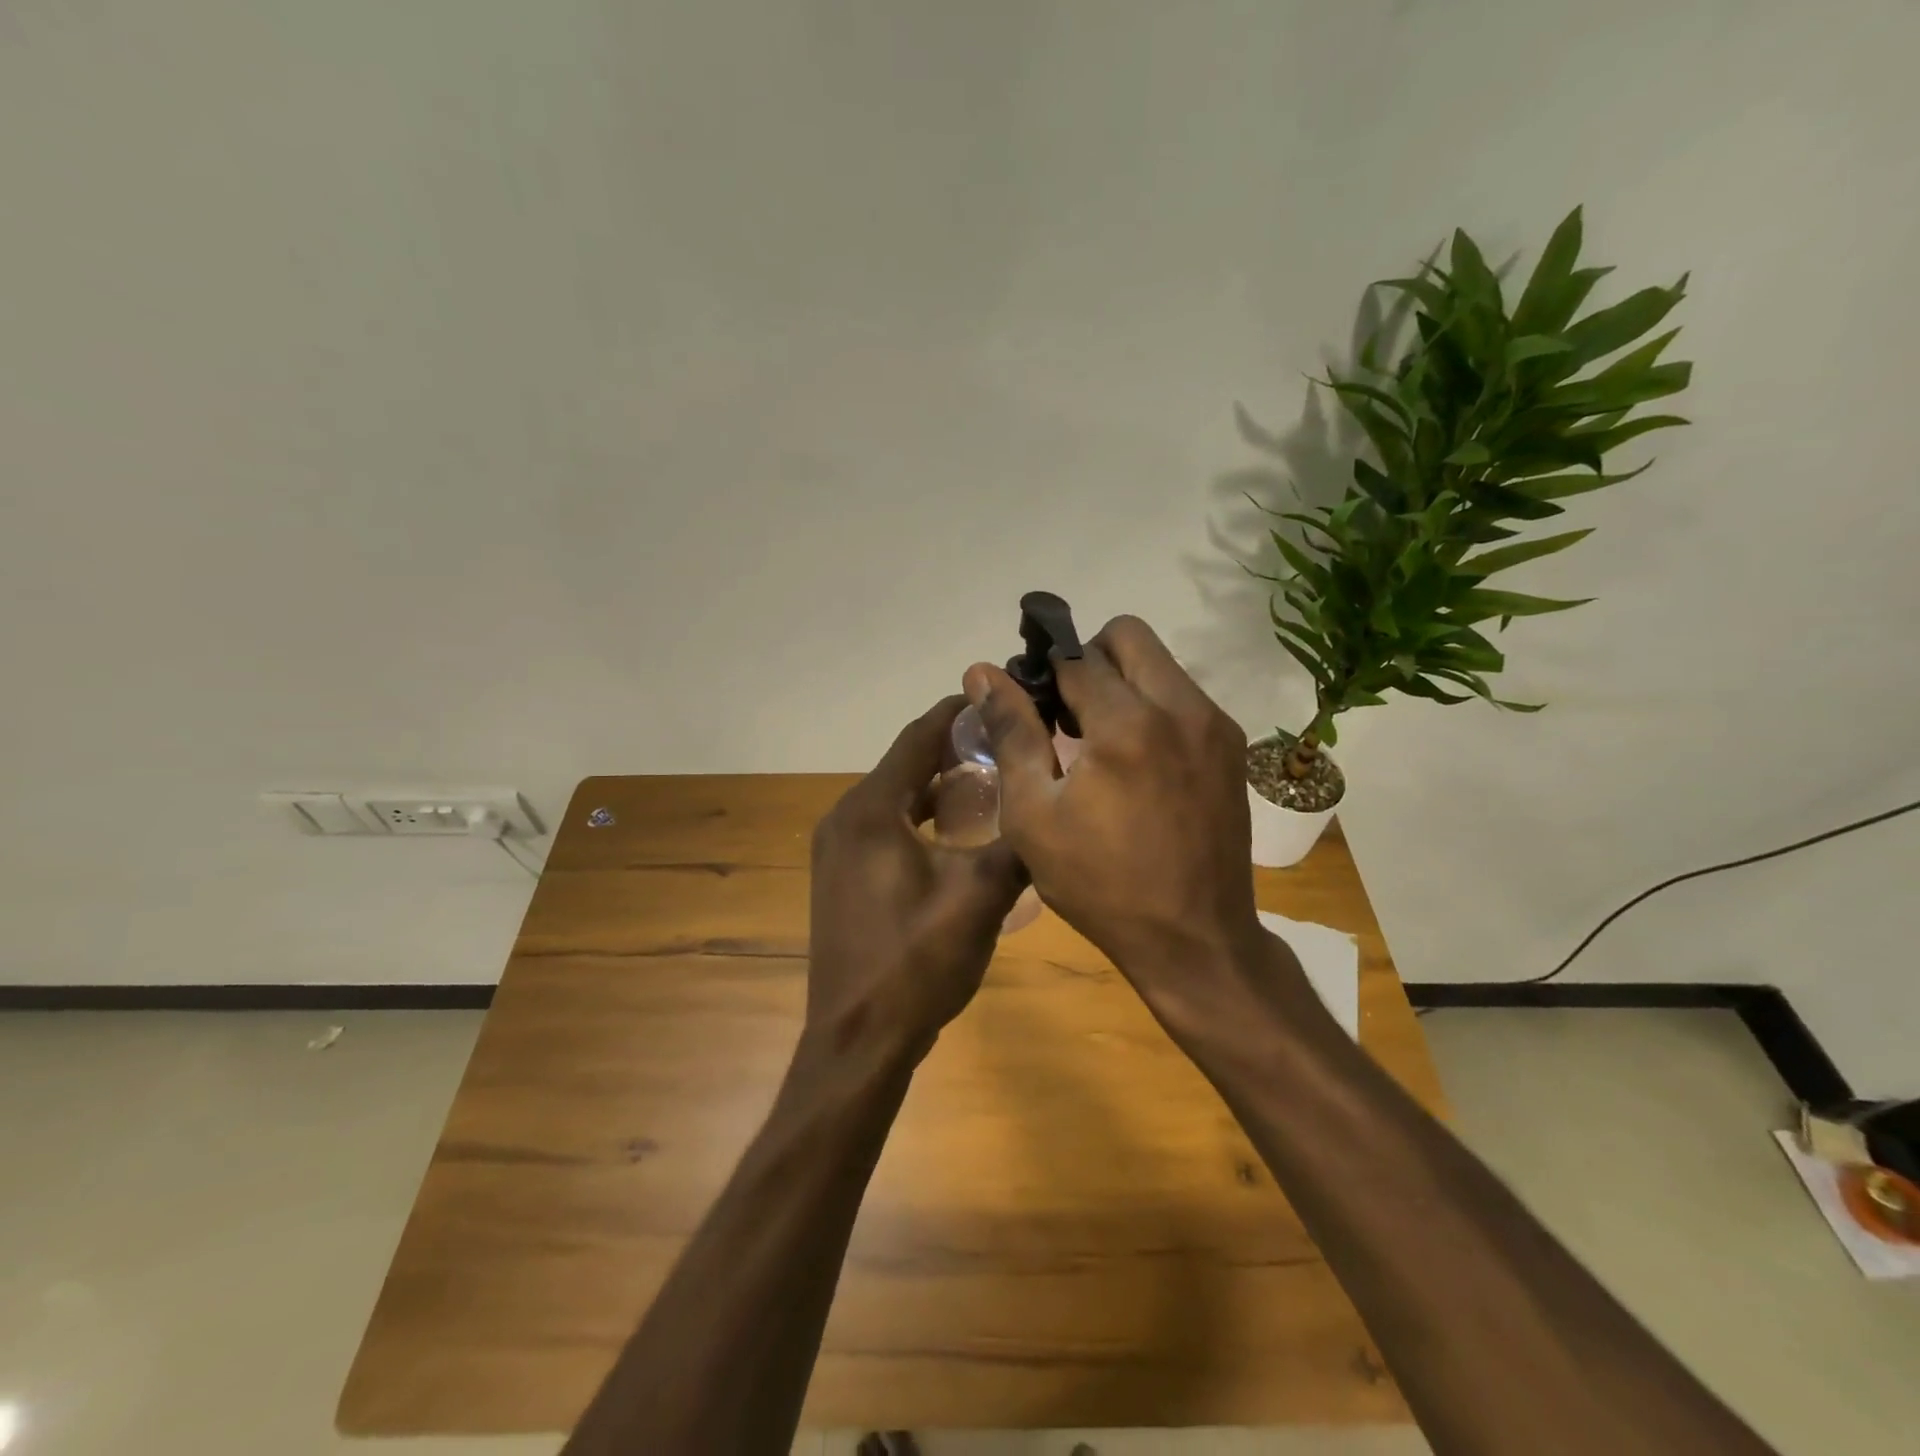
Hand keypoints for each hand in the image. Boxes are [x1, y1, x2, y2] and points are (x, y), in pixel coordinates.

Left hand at [806, 695, 1027, 1059]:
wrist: (858, 1041)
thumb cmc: (915, 964)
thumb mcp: (979, 899)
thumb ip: (1018, 847)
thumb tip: (1053, 810)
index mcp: (870, 810)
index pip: (917, 737)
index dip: (959, 712)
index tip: (1001, 696)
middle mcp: (845, 818)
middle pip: (906, 764)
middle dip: (956, 748)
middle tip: (1010, 743)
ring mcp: (838, 849)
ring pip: (897, 797)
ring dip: (940, 785)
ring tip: (995, 782)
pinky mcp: (843, 875)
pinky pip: (887, 826)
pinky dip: (922, 817)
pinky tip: (961, 832)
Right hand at [964, 616, 1268, 1017]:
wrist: (1195, 938)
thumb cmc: (1101, 884)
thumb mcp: (1035, 815)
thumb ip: (1012, 733)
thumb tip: (983, 672)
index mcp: (1127, 724)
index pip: (1075, 657)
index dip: (1042, 672)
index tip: (1030, 703)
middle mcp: (1181, 708)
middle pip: (1128, 635)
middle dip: (1089, 659)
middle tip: (1067, 712)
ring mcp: (1215, 725)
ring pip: (1160, 664)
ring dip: (1123, 683)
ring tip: (1101, 742)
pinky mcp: (1233, 747)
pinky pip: (1183, 697)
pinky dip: (1153, 708)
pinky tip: (1138, 763)